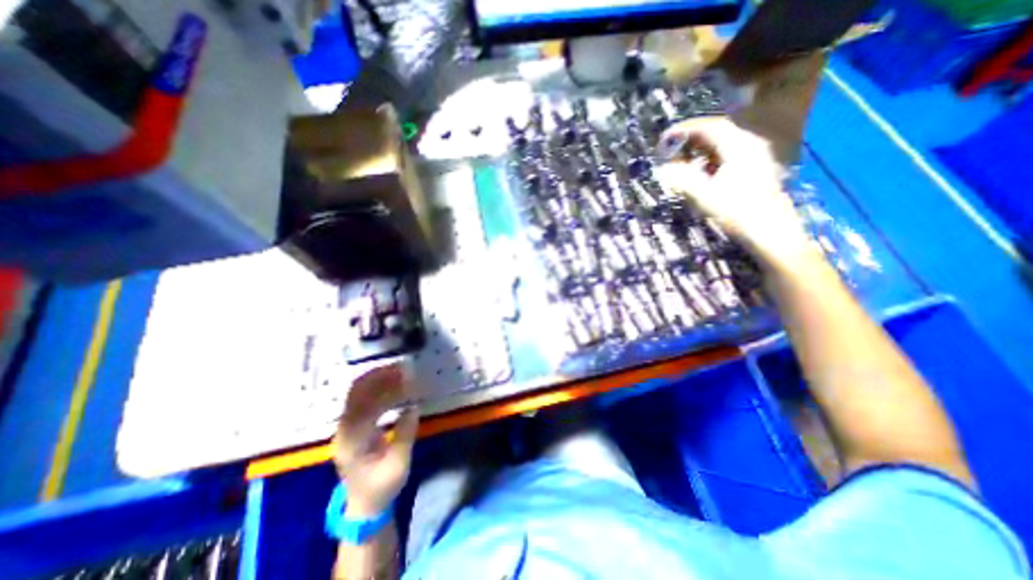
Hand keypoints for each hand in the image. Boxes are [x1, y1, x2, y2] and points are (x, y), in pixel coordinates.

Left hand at [338, 365, 420, 518]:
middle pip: (356, 393)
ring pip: (357, 392)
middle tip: (403, 368)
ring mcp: (345, 426)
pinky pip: (361, 398)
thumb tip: (413, 406)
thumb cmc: (382, 487)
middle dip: (380, 376)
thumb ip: (405, 434)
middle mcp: (343, 430)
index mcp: (353, 442)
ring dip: (378, 378)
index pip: (365, 405)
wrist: (363, 505)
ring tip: (400, 371)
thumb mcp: (399, 465)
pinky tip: (393, 384)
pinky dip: (377, 386)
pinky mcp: (351, 425)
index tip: (406, 378)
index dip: (385, 388)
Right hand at [651, 118, 813, 271]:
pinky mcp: (757, 168)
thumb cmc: (737, 212)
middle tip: (671, 149)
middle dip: (692, 138)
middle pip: (718, 132)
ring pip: (724, 144)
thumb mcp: (704, 196)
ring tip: (682, 159)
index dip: (685, 129)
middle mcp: (750, 145)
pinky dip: (711, 158)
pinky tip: (702, 171)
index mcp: (739, 147)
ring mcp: (757, 156)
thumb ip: (682, 179)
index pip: (710, 127)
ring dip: (701, 149)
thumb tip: (662, 169)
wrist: (770, 231)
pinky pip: (730, 154)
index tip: (665, 138)